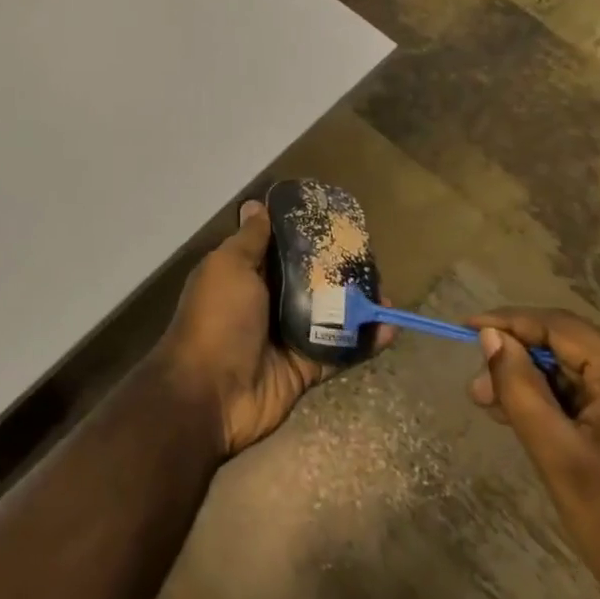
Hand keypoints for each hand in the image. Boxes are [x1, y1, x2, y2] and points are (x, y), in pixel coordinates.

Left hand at [157, 200, 383, 457]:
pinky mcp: (305, 367)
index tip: (336, 221)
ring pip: (329, 315)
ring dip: (357, 305)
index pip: (280, 248)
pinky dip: (364, 341)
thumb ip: (250, 240)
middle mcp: (267, 301)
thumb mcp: (229, 267)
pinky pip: (339, 351)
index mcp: (245, 274)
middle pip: (309, 280)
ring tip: (387, 291)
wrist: (210, 394)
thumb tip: (255, 204)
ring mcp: (287, 336)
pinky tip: (389, 328)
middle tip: (372, 257)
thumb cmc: (217, 318)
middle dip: (338, 270)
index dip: (304, 234)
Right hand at [465, 308, 599, 598]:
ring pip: (590, 376)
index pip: (562, 328)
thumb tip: (490, 336)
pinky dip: (571, 406)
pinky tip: (540, 424)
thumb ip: (520, 388)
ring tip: (498, 409)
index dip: (509, 323)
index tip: (464, 327)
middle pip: (577, 351)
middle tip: (479, 391)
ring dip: (544, 388)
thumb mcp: (558, 456)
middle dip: (523, 364)